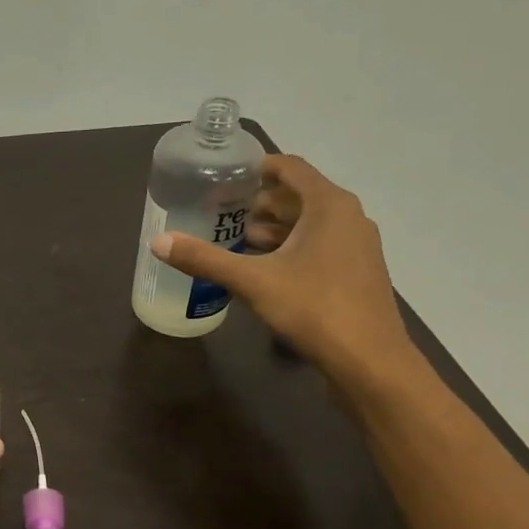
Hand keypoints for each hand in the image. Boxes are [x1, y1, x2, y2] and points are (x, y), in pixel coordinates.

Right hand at [149, 155, 422, 394]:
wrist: (369, 360)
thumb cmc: (313, 308)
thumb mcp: (252, 281)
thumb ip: (205, 259)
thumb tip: (159, 242)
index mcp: (328, 205)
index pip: (290, 167)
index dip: (256, 167)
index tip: (224, 175)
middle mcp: (348, 217)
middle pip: (298, 195)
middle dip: (259, 201)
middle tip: (219, 209)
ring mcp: (356, 245)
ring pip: (309, 223)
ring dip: (274, 226)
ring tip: (234, 236)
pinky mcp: (355, 271)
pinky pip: (318, 245)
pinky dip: (290, 247)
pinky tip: (262, 267)